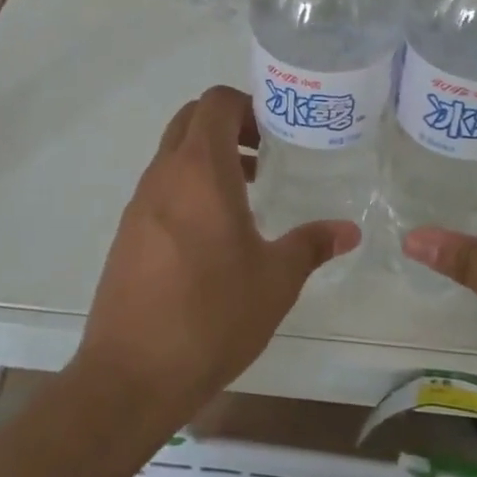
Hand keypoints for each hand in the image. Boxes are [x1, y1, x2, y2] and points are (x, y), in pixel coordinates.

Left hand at [73, 86, 358, 422]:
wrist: (132, 374)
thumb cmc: (212, 315)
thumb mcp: (276, 280)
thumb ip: (312, 245)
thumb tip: (348, 230)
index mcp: (200, 170)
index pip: (215, 103)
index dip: (248, 105)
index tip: (277, 134)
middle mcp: (164, 175)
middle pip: (191, 121)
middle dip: (230, 126)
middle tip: (266, 157)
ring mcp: (139, 204)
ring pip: (174, 156)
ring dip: (210, 160)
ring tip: (249, 196)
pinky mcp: (128, 234)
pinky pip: (162, 189)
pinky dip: (189, 189)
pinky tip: (215, 236)